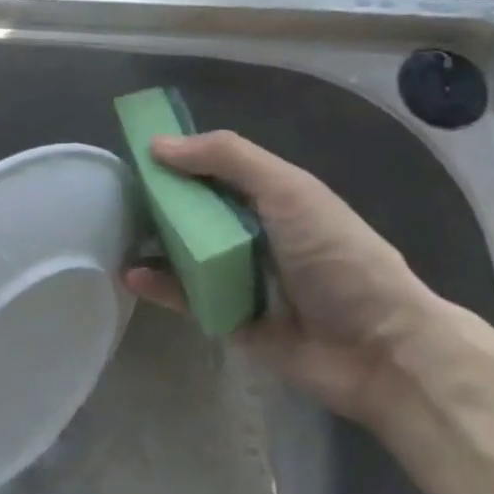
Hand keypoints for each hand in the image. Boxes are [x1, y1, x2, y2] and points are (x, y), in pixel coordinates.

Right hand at [125, 131, 451, 427]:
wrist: (379, 348)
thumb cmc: (336, 256)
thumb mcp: (288, 190)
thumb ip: (227, 159)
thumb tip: (157, 145)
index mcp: (272, 198)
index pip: (215, 170)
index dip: (179, 160)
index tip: (135, 155)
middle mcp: (254, 234)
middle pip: (195, 212)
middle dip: (158, 203)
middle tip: (114, 198)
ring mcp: (240, 277)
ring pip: (185, 254)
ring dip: (152, 244)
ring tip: (114, 235)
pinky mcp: (228, 318)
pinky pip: (185, 298)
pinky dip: (159, 287)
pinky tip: (132, 277)